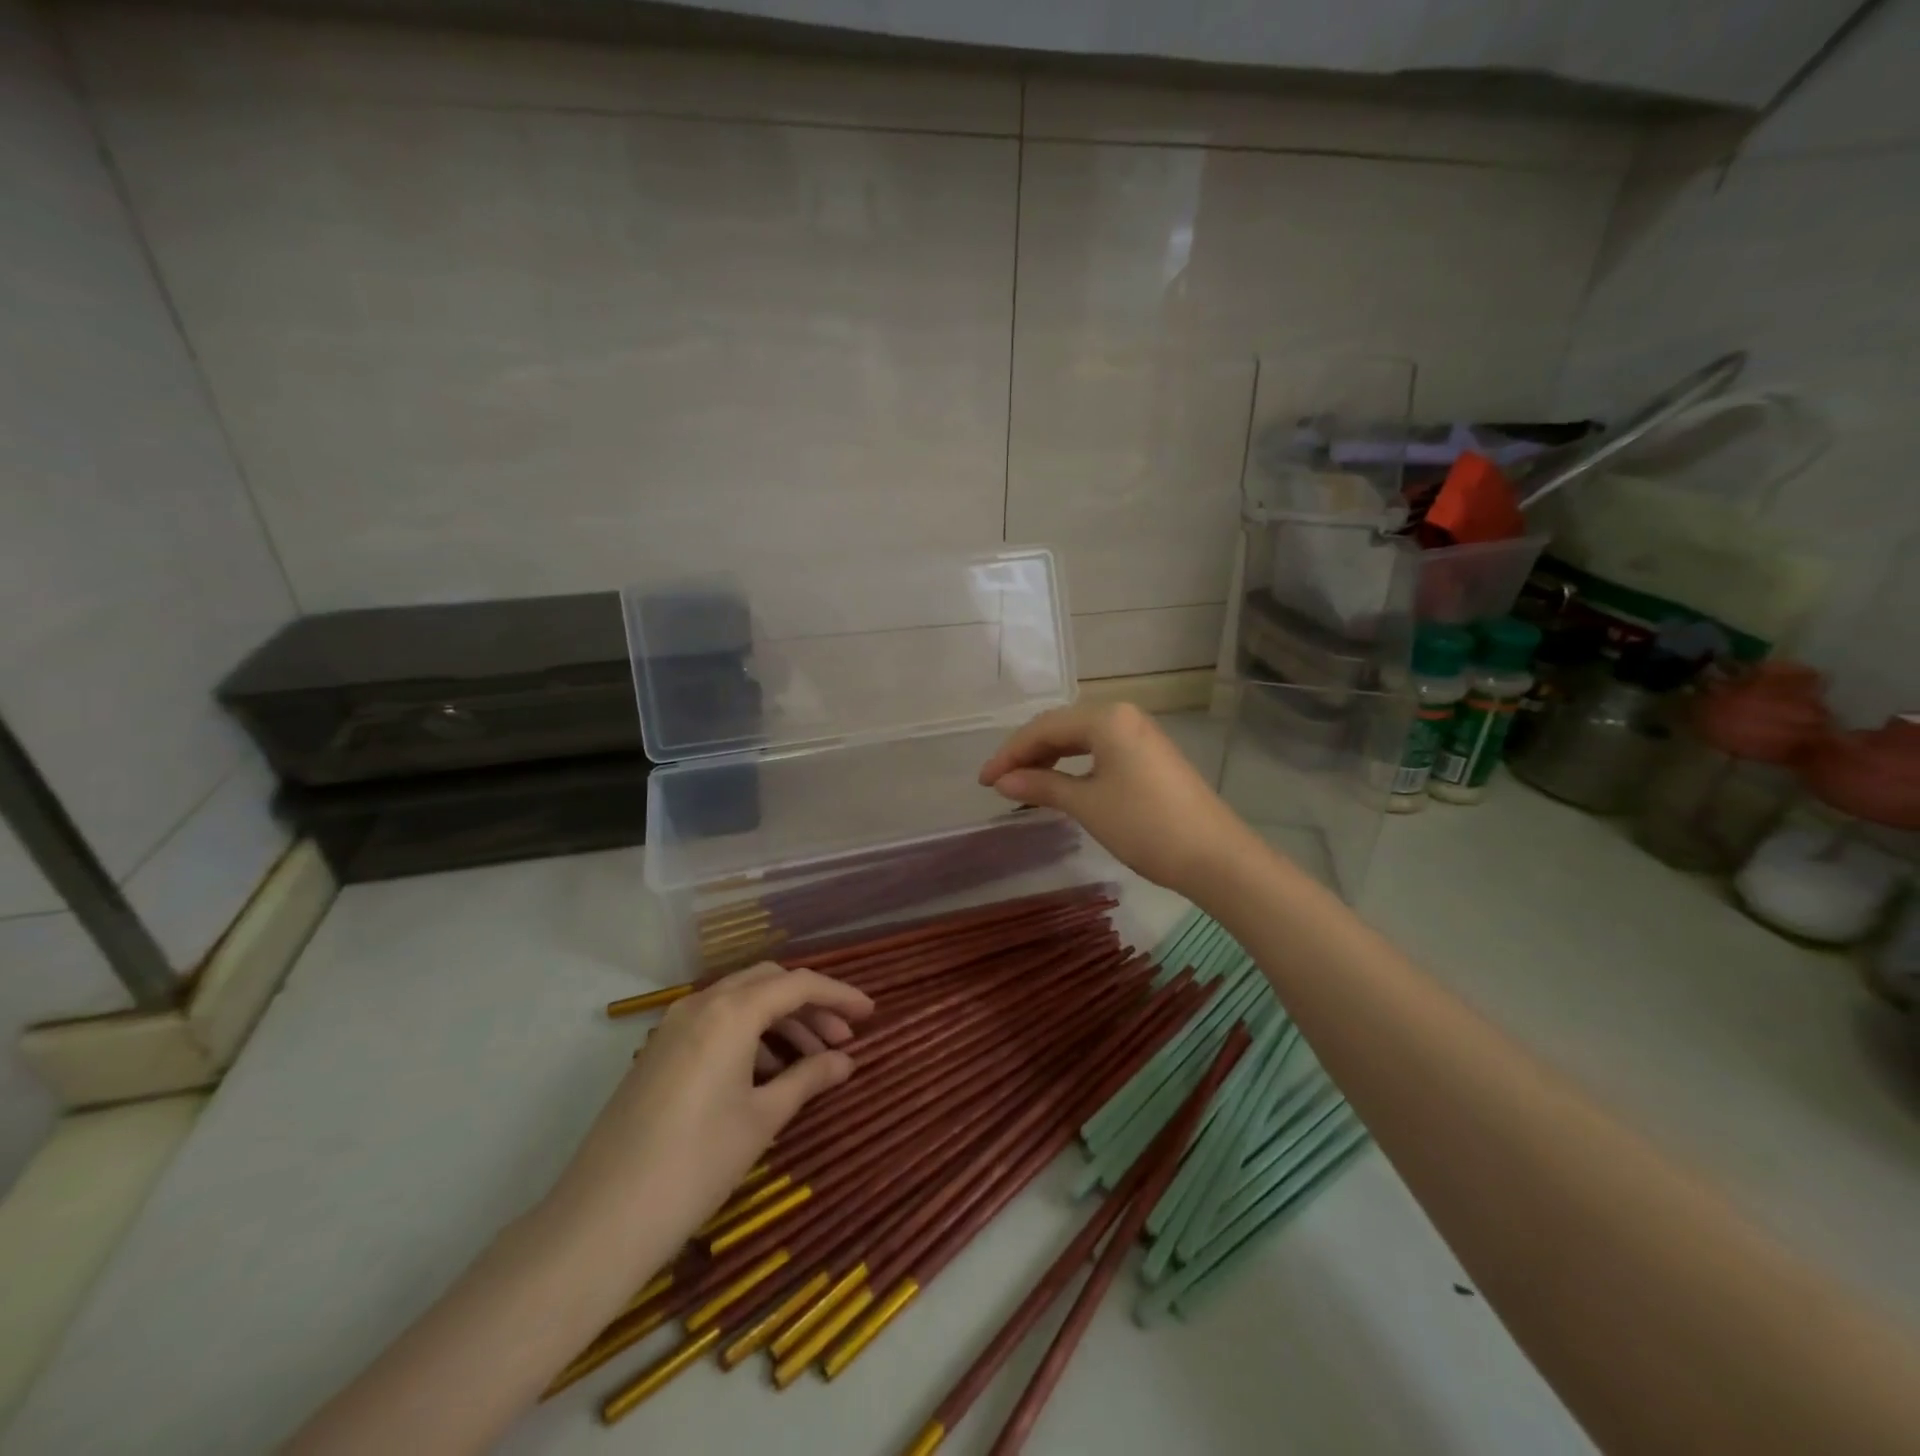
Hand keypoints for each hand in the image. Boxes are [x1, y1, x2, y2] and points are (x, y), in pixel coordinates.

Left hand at [548, 963, 872, 1266]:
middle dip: (810, 1004)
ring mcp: (674, 1025)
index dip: (839, 995)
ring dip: (780, 1021)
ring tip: (810, 1062)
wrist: (600, 1220)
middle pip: (768, 983)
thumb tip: (846, 1060)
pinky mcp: (659, 1051)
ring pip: (741, 1001)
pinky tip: (766, 1074)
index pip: (798, 985)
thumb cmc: (696, 1164)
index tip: (870, 1014)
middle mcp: (701, 1004)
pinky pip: (716, 1023)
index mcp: (731, 1011)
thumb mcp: (762, 1119)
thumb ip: (808, 1078)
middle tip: (842, 1039)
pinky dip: (749, 1035)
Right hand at [978, 703, 1260, 897]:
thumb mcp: (1086, 804)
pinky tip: (1061, 782)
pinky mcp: (1151, 756)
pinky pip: (1101, 750)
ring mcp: (1141, 735)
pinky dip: (1075, 765)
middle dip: (1027, 753)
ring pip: (1082, 738)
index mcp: (1107, 718)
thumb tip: (1002, 781)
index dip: (1010, 753)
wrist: (1215, 857)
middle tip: (999, 782)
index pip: (1044, 728)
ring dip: (1050, 758)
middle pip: (1062, 727)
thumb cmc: (1144, 826)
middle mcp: (1124, 716)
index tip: (984, 781)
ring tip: (1023, 783)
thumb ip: (1041, 785)